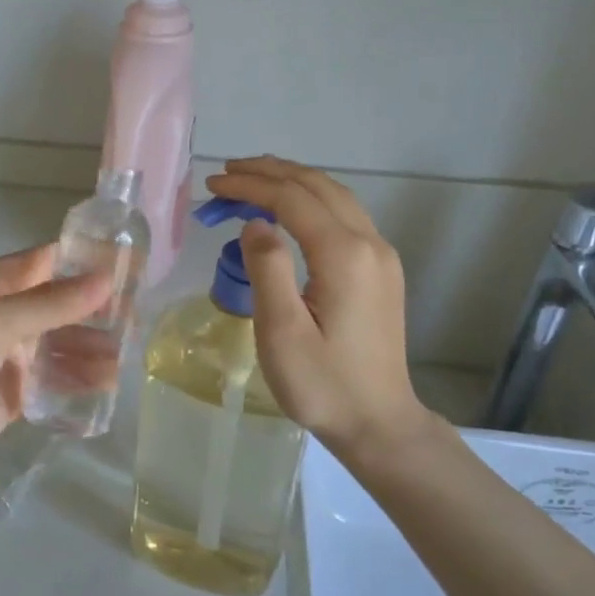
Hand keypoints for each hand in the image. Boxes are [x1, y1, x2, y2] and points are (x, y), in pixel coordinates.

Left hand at [0, 246, 110, 479]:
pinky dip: (78, 380)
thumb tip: (107, 278)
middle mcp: (2, 315)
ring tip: (122, 359)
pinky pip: (54, 380)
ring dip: (90, 349)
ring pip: (61, 345)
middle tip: (135, 320)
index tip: (128, 266)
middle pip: (59, 306)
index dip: (84, 263)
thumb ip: (52, 303)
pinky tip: (105, 384)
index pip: (45, 263)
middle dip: (95, 312)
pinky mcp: (15, 392)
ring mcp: (9, 356)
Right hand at [206, 156, 435, 455]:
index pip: (292, 199)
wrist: (379, 422)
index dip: (251, 186)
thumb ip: (267, 269)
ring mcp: (381, 256)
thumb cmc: (323, 384)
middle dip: (270, 173)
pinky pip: (344, 216)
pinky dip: (311, 201)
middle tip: (227, 174)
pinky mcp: (381, 271)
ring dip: (292, 182)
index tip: (213, 185)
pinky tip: (289, 212)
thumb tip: (255, 223)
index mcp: (344, 255)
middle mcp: (370, 243)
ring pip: (335, 197)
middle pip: (318, 187)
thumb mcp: (282, 332)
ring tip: (252, 180)